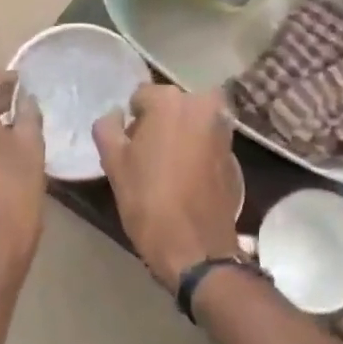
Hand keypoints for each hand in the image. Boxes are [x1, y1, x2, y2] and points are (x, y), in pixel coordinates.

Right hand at [93, 85, 239, 287]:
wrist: (195, 246)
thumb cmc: (148, 200)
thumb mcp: (114, 163)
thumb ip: (108, 128)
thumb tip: (116, 115)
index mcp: (170, 101)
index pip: (141, 97)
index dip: (131, 122)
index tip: (129, 147)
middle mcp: (202, 105)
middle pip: (171, 106)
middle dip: (159, 123)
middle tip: (147, 156)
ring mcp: (222, 128)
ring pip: (191, 122)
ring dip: (179, 135)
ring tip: (166, 168)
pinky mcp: (234, 153)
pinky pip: (207, 140)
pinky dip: (196, 150)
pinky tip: (186, 178)